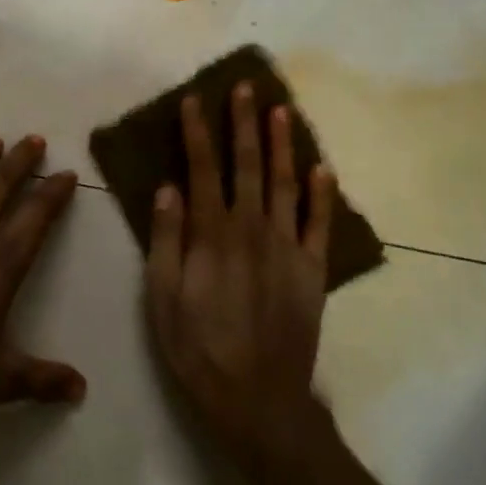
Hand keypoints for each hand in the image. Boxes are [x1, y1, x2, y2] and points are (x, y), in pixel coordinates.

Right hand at [145, 84, 335, 466]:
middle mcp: (252, 229)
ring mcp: (288, 247)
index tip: (195, 101)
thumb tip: (168, 189)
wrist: (257, 396)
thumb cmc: (198, 348)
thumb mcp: (162, 297)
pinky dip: (323, 194)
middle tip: (246, 87)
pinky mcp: (313, 269)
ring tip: (281, 110)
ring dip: (283, 145)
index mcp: (212, 234)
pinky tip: (322, 169)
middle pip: (248, 165)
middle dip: (244, 124)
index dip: (198, 133)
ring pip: (287, 184)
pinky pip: (320, 224)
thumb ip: (166, 239)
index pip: (202, 169)